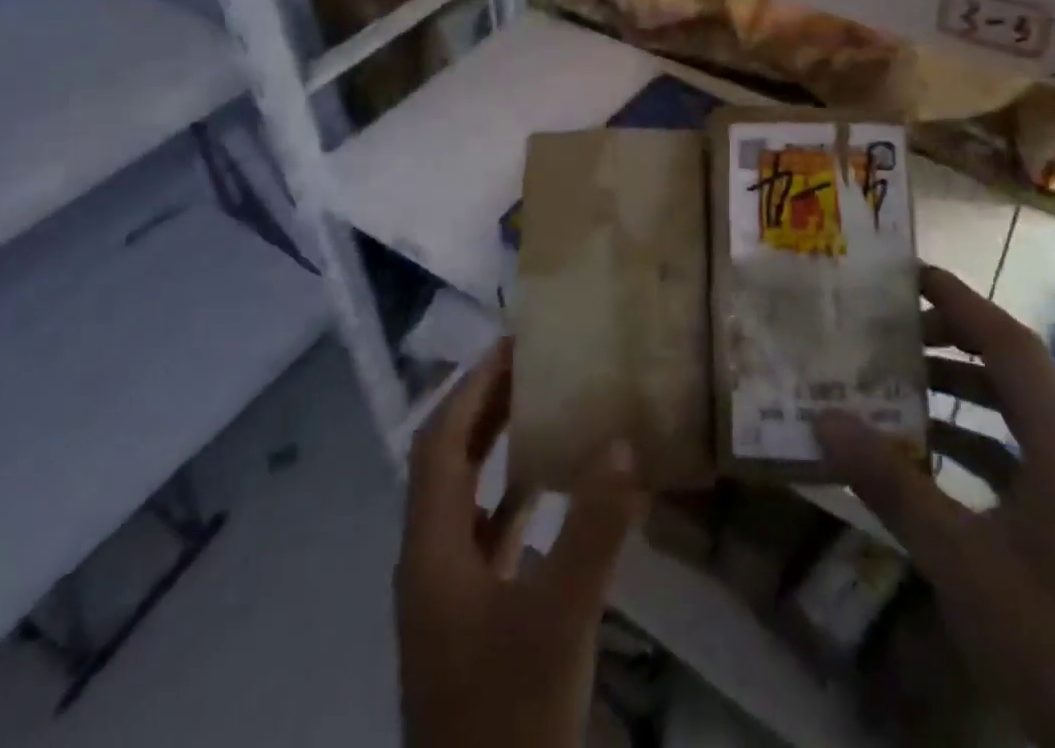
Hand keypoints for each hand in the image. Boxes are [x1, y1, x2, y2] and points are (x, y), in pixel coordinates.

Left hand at [397, 341, 645, 747]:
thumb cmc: (509, 718)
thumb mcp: (559, 619)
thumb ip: (594, 528)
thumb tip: (626, 442)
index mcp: (431, 550)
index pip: (440, 443)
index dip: (471, 388)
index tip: (511, 344)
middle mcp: (428, 561)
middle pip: (448, 463)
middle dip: (483, 408)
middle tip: (532, 364)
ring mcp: (447, 596)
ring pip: (466, 499)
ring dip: (496, 449)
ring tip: (542, 408)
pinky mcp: (470, 622)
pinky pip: (487, 536)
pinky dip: (514, 500)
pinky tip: (550, 492)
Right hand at [816, 268, 1054, 747]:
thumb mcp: (959, 560)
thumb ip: (891, 484)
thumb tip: (825, 419)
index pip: (1010, 344)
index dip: (961, 302)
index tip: (909, 275)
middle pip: (1013, 372)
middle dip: (952, 343)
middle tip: (891, 332)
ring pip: (1014, 418)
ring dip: (959, 396)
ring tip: (898, 386)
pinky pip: (1017, 460)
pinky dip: (971, 445)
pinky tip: (927, 461)